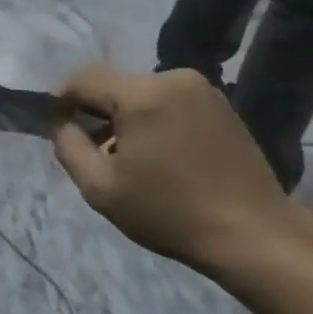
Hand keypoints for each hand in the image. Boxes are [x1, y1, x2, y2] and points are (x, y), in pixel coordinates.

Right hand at [52, 67, 294, 275]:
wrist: (253, 234)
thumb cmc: (169, 212)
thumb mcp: (100, 187)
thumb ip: (68, 147)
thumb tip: (63, 123)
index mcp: (142, 94)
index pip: (83, 79)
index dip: (62, 100)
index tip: (59, 129)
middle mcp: (174, 79)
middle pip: (115, 86)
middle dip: (98, 113)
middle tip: (96, 153)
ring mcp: (204, 90)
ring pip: (143, 94)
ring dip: (127, 118)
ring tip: (132, 159)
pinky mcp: (222, 105)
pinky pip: (171, 102)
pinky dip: (155, 121)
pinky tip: (162, 157)